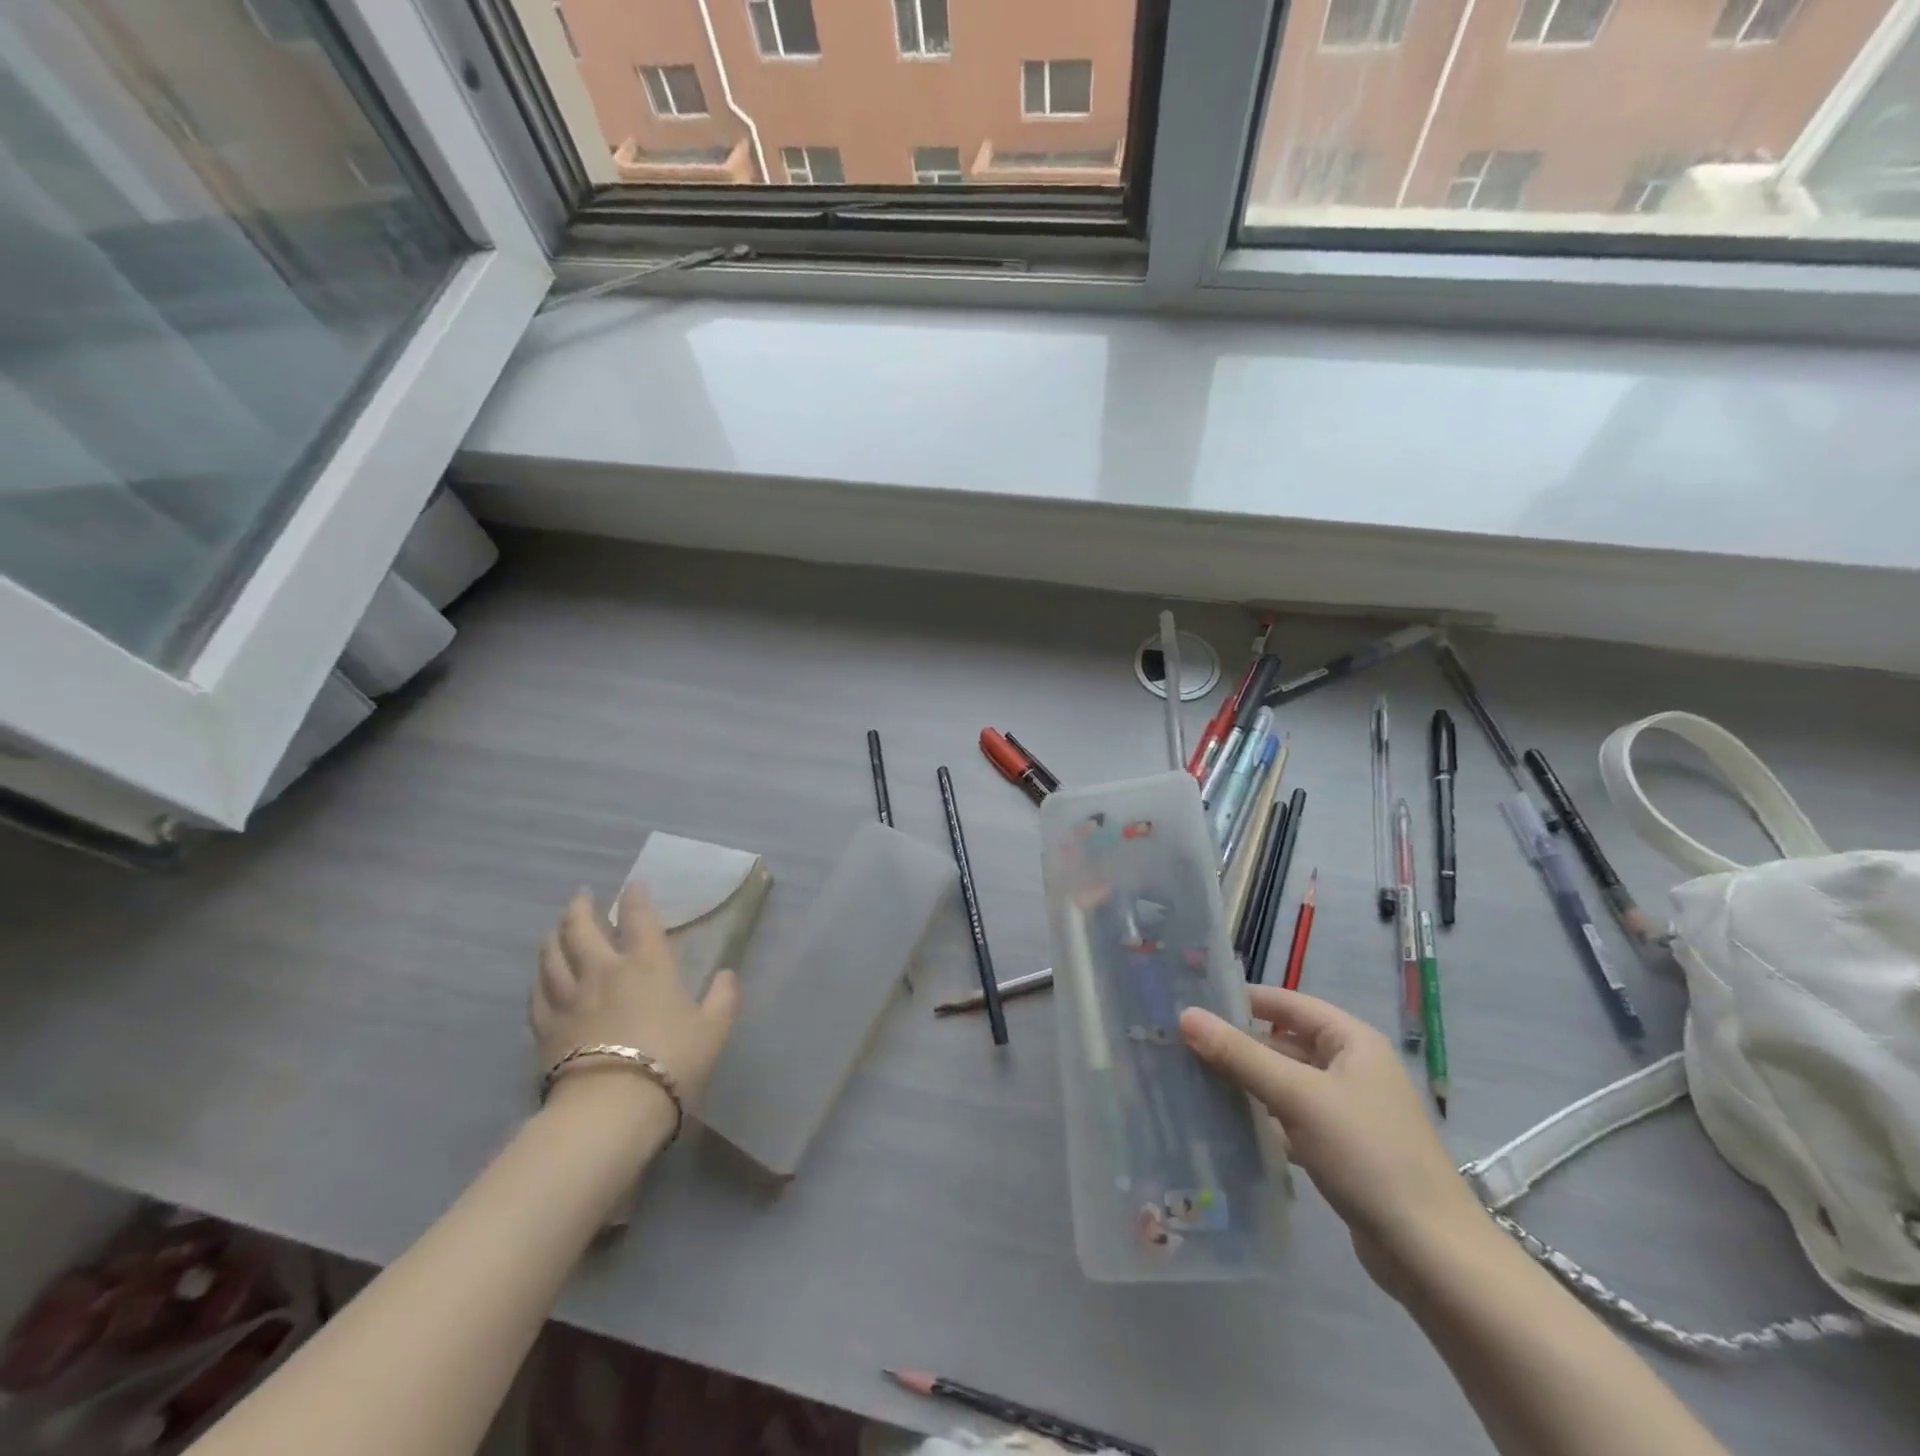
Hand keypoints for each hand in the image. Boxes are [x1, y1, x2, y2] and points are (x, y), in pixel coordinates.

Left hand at [530, 886, 740, 1115]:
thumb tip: (728, 975)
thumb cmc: (672, 1061)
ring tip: (556, 929)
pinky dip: (539, 977)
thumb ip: (723, 998)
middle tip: (582, 897)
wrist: (612, 1108)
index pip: (639, 918)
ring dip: (554, 936)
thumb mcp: (714, 1029)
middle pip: (581, 929)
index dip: (636, 897)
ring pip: (552, 956)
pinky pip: (537, 993)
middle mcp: (603, 971)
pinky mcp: (545, 1028)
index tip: (634, 885)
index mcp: (647, 965)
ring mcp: (569, 998)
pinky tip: (540, 976)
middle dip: (581, 908)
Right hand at [1180, 987, 1488, 1297]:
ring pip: (1284, 1082)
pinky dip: (1263, 1119)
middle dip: (1237, 1045)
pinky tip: (1227, 1126)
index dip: (1241, 1000)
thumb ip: (1240, 1055)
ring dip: (1246, 1083)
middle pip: (1283, 1043)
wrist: (1431, 1255)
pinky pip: (1291, 1118)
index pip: (1286, 1003)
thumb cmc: (1367, 1155)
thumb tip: (1186, 1016)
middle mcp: (1351, 1067)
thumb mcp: (1298, 1097)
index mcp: (1351, 1041)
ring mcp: (1347, 1110)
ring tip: (1192, 1081)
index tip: (1192, 1004)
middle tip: (1181, 1046)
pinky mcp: (1341, 1148)